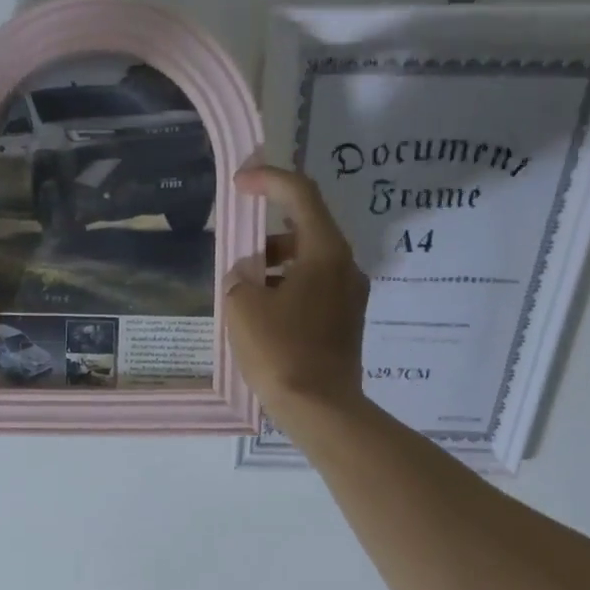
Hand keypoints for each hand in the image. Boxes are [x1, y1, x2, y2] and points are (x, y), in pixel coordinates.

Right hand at [226, 165, 368, 418]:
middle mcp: (346, 267)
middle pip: (306, 231)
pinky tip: (265, 320)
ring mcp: (351, 298)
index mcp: (325, 252)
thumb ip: (240, 279)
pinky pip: (314, 293)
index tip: (241, 184)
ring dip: (276, 269)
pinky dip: (288, 292)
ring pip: (309, 265)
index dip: (269, 181)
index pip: (300, 196)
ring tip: (245, 295)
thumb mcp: (244, 308)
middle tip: (238, 256)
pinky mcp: (347, 324)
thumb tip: (247, 275)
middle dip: (267, 237)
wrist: (321, 409)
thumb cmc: (281, 352)